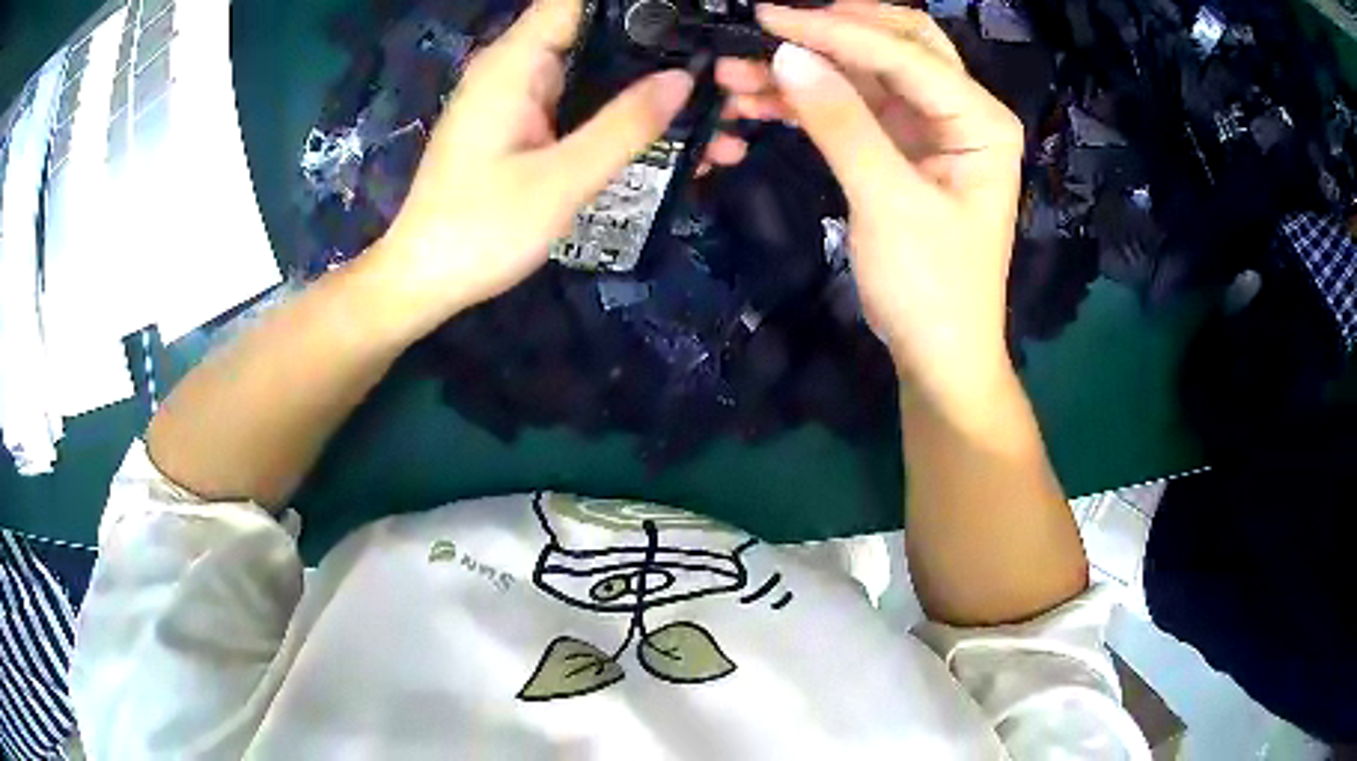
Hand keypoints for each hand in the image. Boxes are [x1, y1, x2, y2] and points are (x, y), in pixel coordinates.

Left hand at [373, 0, 693, 325]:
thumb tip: (684, 79)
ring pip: (599, 71)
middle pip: (599, 33)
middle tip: (728, 77)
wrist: (426, 279)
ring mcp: (521, 97)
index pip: (580, 2)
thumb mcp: (561, 180)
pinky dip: (625, 114)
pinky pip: (584, 103)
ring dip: (651, 86)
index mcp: (515, 63)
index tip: (693, 24)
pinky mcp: (525, 124)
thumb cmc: (480, 229)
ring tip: (719, 111)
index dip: (638, 6)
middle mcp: (517, 68)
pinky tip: (674, 139)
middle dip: (663, 49)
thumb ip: (624, 126)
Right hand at [716, 3, 1025, 408]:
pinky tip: (760, 101)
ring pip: (864, 73)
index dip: (835, 31)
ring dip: (806, 68)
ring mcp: (928, 127)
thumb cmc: (932, 289)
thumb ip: (840, 124)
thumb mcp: (889, 204)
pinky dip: (807, 101)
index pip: (905, 54)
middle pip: (894, 43)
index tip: (767, 16)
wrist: (938, 354)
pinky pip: (850, 106)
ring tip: (738, 74)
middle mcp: (960, 111)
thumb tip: (786, 54)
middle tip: (765, 28)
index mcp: (981, 121)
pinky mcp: (899, 147)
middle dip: (829, 33)